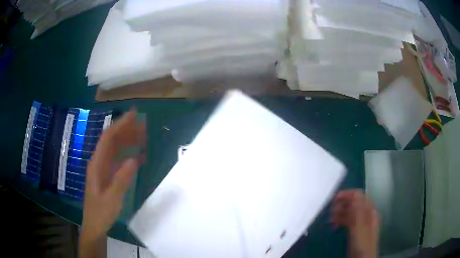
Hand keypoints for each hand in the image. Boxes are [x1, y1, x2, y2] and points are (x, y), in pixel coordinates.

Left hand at [79, 109, 145, 256]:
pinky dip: (128, 156)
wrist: (95, 226)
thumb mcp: (112, 199)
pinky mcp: (107, 176)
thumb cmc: (100, 213)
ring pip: (115, 149)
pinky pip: (118, 161)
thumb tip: (134, 159)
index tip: (134, 115)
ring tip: (143, 137)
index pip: (108, 138)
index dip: (120, 124)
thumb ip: (122, 179)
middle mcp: (99, 162)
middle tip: (144, 125)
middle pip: (112, 140)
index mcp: (96, 164)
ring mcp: (103, 169)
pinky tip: (138, 157)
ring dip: (128, 141)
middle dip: (126, 130)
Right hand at [331, 190, 379, 257]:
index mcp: (369, 211)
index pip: (359, 195)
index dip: (347, 194)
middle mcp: (365, 214)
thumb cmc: (362, 243)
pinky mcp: (354, 230)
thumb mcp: (360, 227)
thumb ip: (358, 211)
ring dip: (339, 213)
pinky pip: (347, 221)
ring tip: (330, 220)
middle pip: (353, 203)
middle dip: (341, 204)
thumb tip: (356, 193)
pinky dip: (340, 221)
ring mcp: (359, 223)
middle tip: (329, 211)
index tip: (333, 199)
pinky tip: (333, 226)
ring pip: (349, 212)